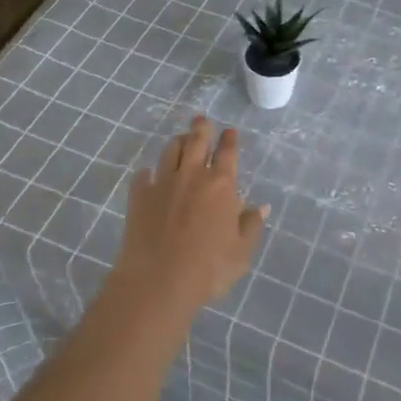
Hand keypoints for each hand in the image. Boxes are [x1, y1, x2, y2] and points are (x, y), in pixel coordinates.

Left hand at [110, 116, 266, 314]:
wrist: (158, 281)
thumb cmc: (208, 268)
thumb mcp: (241, 252)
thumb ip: (251, 225)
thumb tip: (261, 207)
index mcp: (221, 184)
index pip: (227, 152)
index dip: (229, 139)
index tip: (229, 131)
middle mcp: (192, 175)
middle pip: (196, 141)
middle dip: (201, 128)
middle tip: (202, 120)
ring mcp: (163, 182)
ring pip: (170, 151)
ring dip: (177, 142)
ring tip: (180, 139)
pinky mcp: (139, 196)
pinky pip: (143, 175)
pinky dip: (148, 172)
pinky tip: (148, 174)